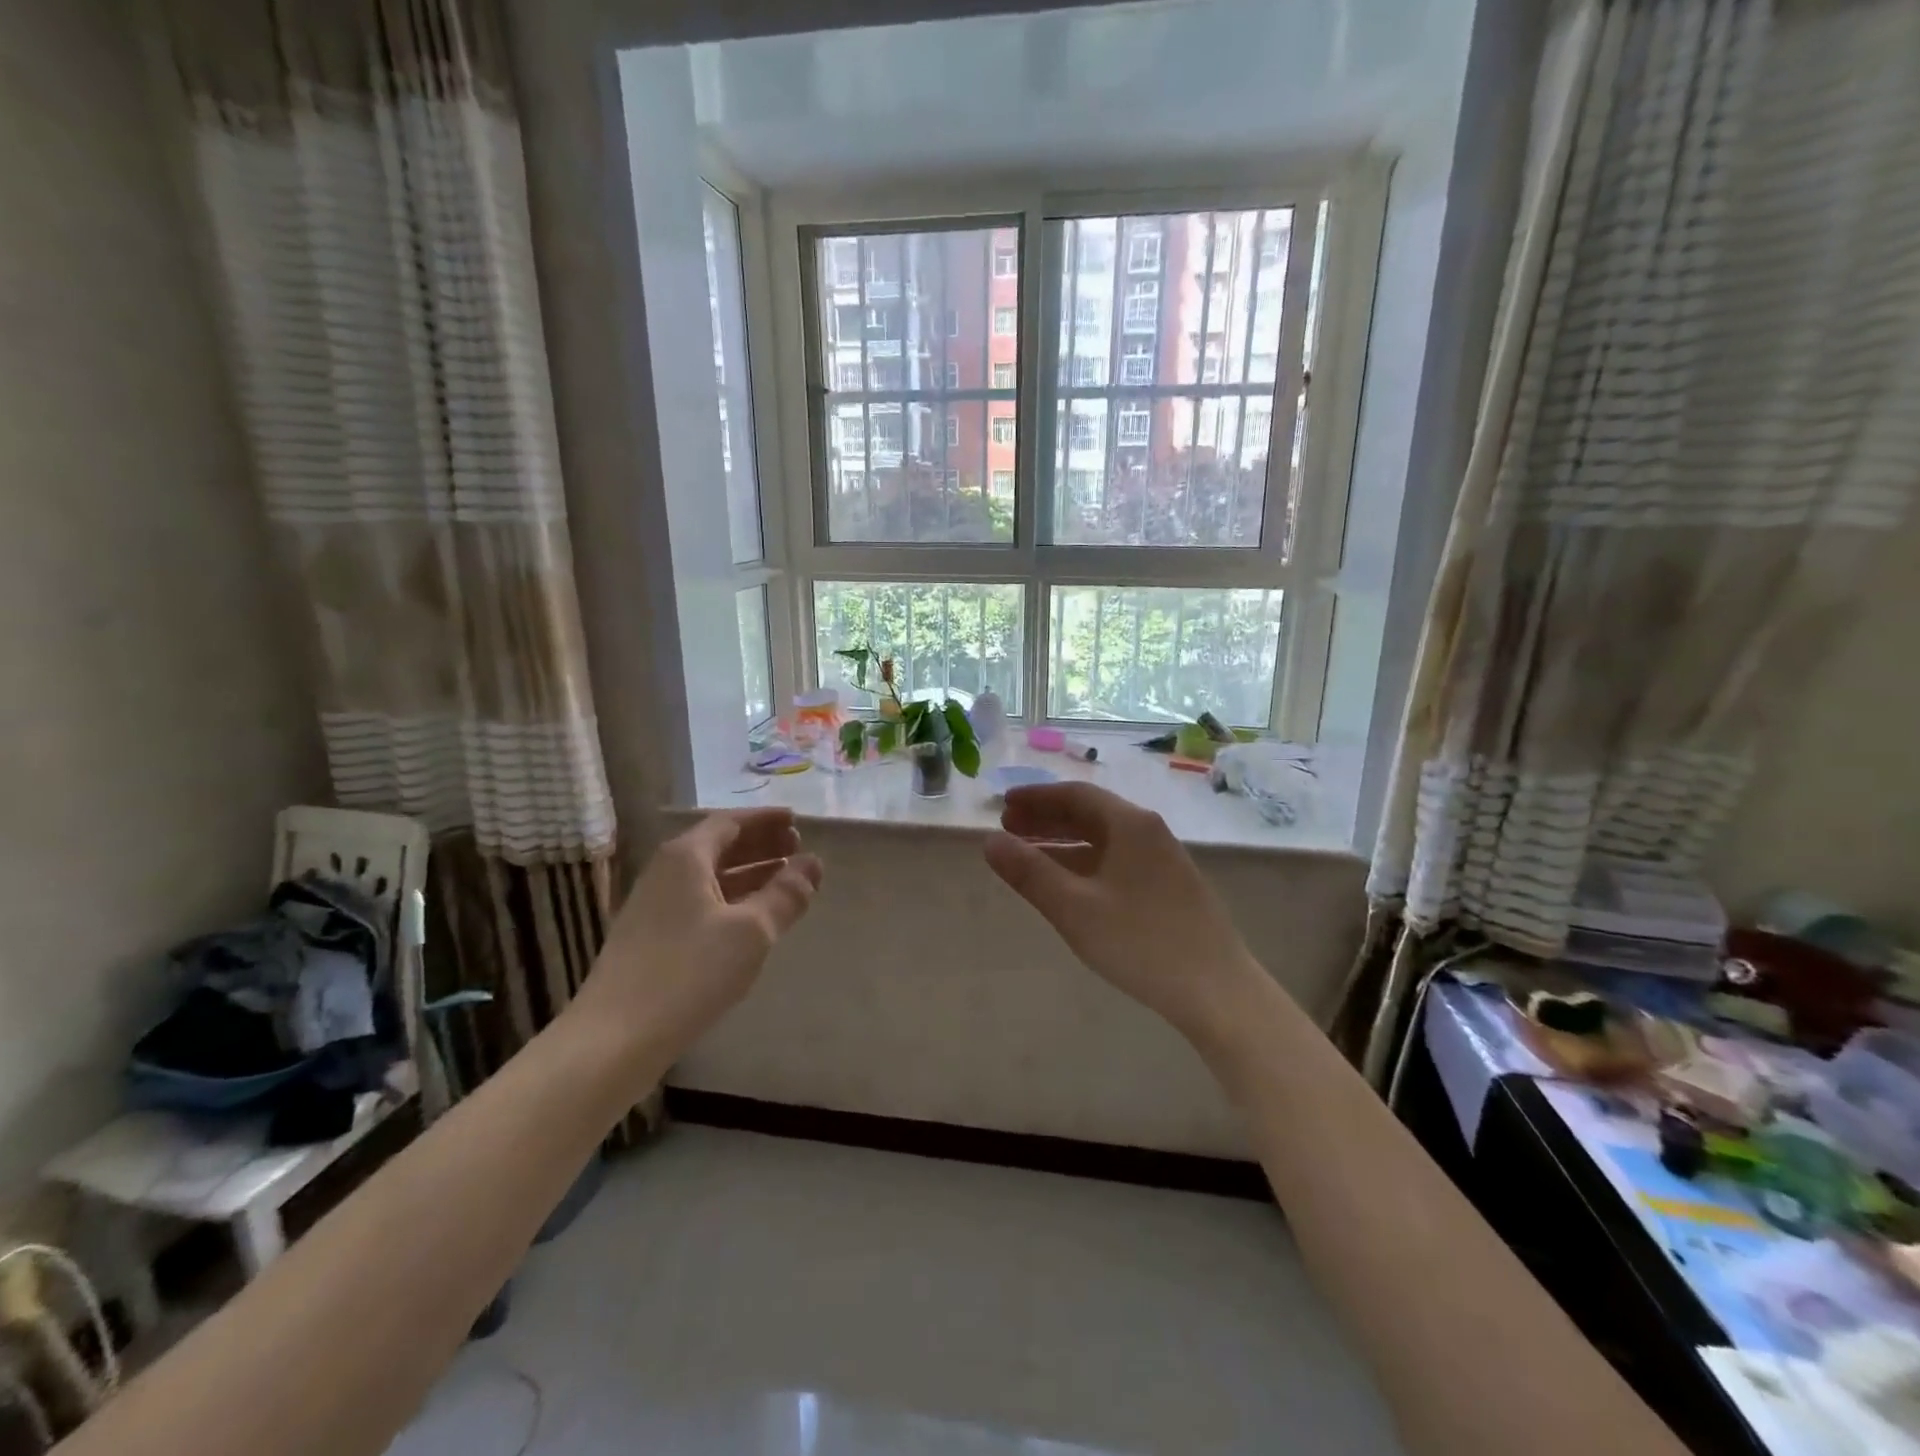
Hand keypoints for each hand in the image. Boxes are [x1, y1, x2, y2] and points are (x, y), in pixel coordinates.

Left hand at [572, 809, 822, 1068]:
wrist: (615, 1038)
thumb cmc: (689, 972)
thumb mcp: (751, 931)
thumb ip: (785, 894)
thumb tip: (813, 863)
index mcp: (685, 857)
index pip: (730, 823)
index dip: (765, 820)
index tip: (797, 821)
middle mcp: (665, 873)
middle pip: (718, 847)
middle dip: (760, 845)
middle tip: (797, 847)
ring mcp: (654, 907)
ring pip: (709, 877)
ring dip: (748, 873)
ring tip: (784, 880)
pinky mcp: (651, 938)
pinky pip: (699, 903)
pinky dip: (731, 899)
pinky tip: (751, 919)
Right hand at [984, 783, 1262, 1042]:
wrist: (1217, 991)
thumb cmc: (1140, 942)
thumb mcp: (1074, 908)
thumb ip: (1030, 873)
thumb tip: (990, 841)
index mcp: (1130, 824)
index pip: (1075, 795)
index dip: (1036, 798)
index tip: (1003, 806)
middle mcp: (1149, 832)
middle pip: (1091, 813)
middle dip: (1046, 819)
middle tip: (1009, 829)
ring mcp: (1163, 860)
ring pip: (1104, 839)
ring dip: (1064, 842)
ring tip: (1028, 856)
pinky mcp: (1169, 887)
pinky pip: (1117, 859)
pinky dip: (1085, 863)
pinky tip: (1068, 885)